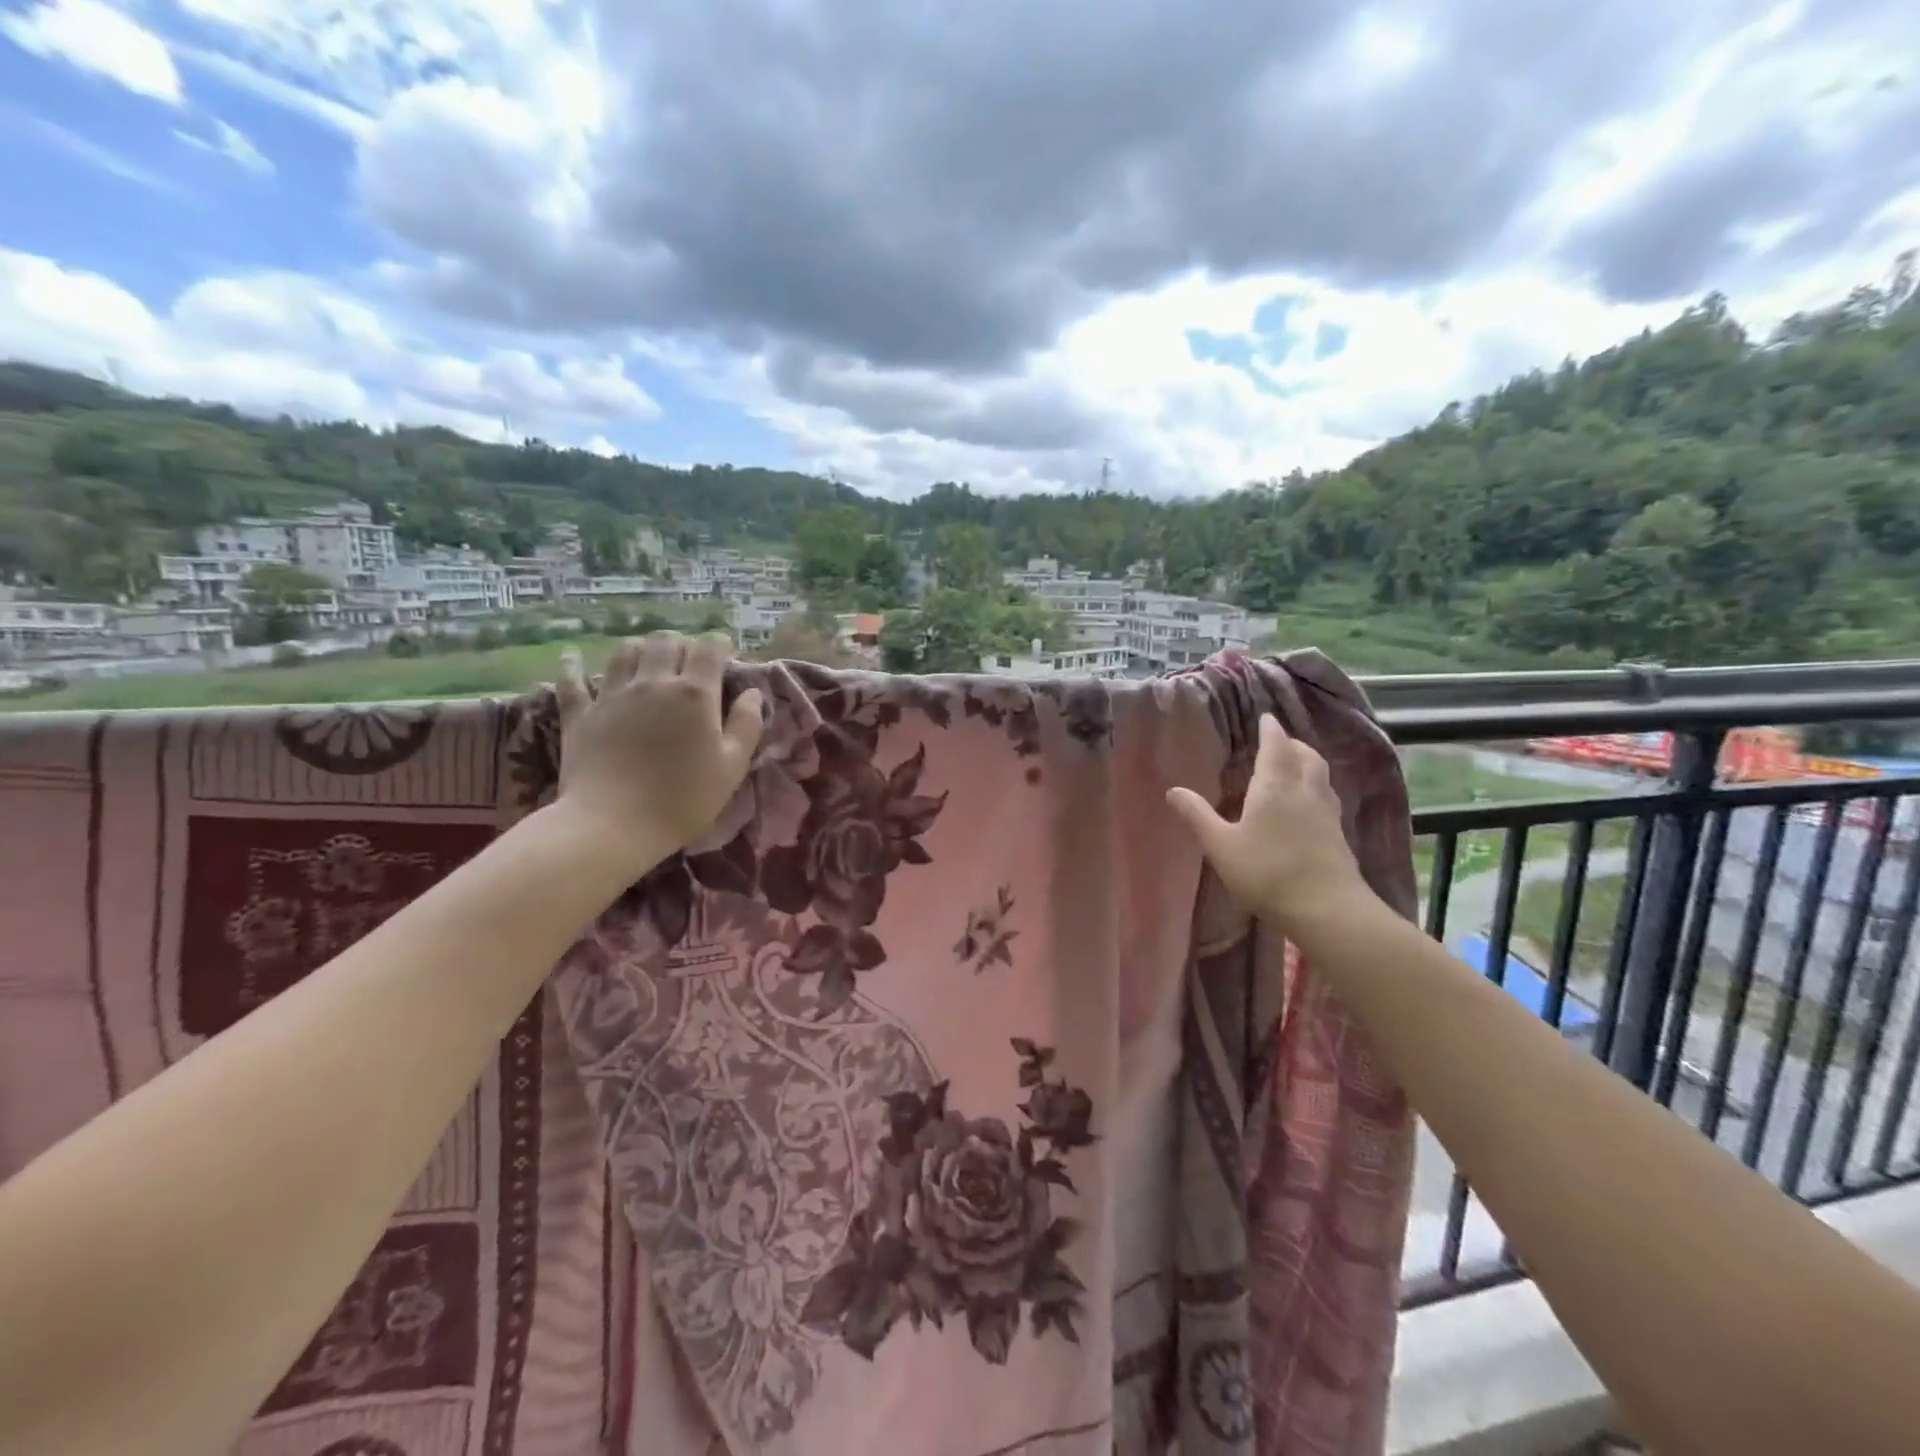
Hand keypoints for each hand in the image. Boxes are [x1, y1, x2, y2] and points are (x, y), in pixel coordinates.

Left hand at [552, 633, 763, 872]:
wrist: (613, 825)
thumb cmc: (683, 799)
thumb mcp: (732, 767)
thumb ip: (746, 725)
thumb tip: (753, 693)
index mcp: (695, 694)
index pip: (709, 650)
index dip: (720, 644)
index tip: (726, 652)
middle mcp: (653, 683)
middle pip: (666, 643)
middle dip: (682, 644)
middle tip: (690, 661)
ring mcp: (612, 695)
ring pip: (626, 652)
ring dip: (641, 649)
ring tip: (648, 660)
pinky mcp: (580, 714)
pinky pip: (572, 680)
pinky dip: (573, 666)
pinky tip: (572, 657)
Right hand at [1166, 715, 1375, 933]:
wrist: (1326, 908)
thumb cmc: (1266, 872)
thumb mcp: (1220, 846)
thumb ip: (1197, 816)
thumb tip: (1173, 790)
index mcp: (1275, 785)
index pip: (1275, 745)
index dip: (1270, 729)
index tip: (1265, 717)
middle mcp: (1305, 789)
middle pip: (1304, 754)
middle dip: (1291, 743)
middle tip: (1277, 742)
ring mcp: (1327, 811)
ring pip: (1320, 774)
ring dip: (1307, 762)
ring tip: (1293, 766)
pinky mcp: (1338, 833)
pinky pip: (1327, 795)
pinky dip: (1315, 785)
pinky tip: (1307, 803)